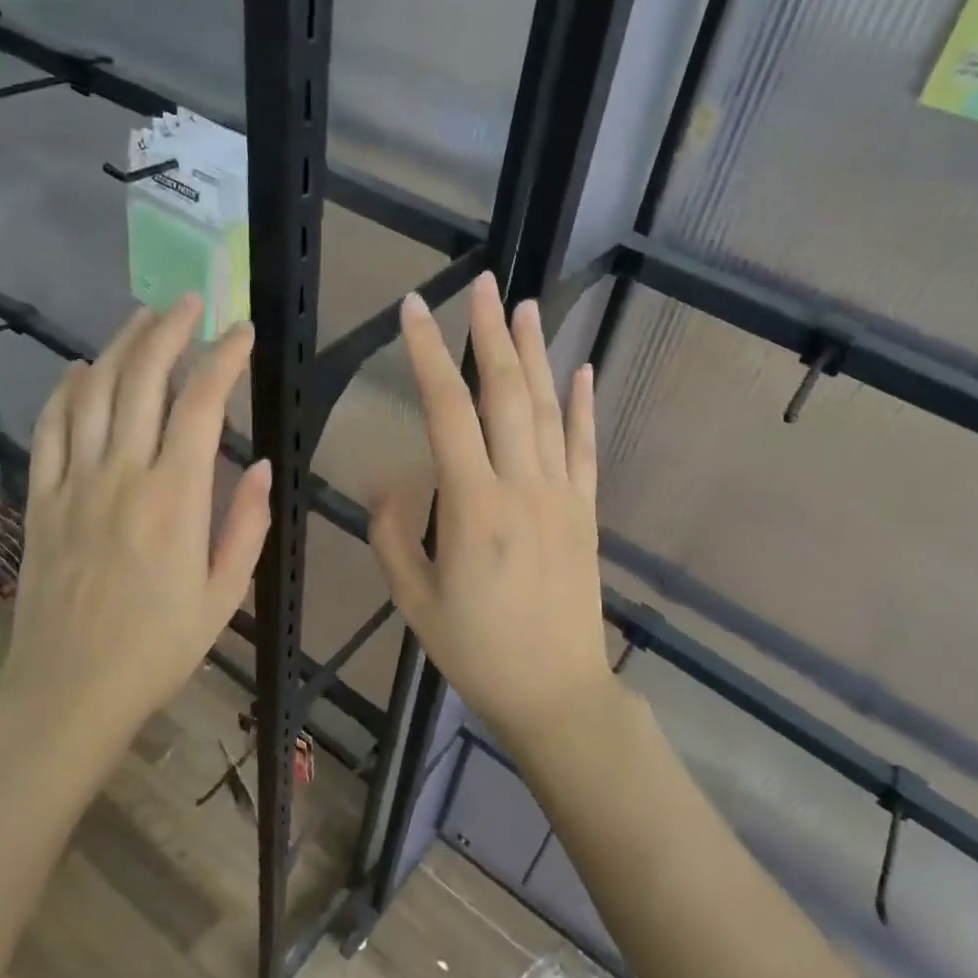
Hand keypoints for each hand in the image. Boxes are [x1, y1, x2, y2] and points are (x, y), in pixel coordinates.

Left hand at [0, 296, 270, 750]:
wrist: (70, 688)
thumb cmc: (159, 647)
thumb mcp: (225, 595)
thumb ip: (245, 524)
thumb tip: (258, 466)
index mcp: (176, 499)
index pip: (201, 405)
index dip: (223, 358)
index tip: (240, 331)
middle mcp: (122, 475)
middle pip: (141, 379)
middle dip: (168, 331)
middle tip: (189, 303)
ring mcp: (74, 483)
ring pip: (92, 392)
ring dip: (118, 346)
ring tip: (142, 317)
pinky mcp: (41, 498)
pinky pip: (49, 428)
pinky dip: (64, 390)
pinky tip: (78, 368)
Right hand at [370, 271, 618, 756]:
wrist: (556, 692)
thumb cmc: (477, 651)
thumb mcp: (414, 600)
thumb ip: (393, 535)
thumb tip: (391, 482)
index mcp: (473, 507)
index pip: (447, 411)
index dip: (429, 354)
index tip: (414, 309)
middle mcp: (522, 487)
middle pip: (506, 394)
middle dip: (491, 334)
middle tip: (482, 285)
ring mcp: (561, 496)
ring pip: (548, 410)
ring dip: (536, 354)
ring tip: (526, 306)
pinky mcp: (586, 512)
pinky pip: (586, 449)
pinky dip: (584, 406)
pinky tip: (583, 370)